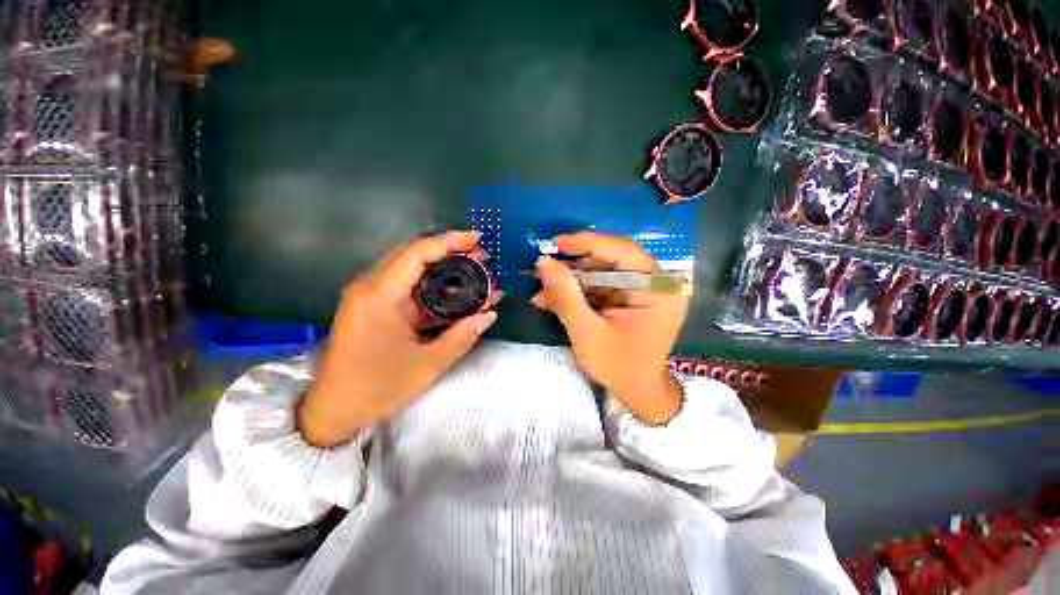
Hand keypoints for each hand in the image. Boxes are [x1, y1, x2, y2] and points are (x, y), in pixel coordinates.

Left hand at [298, 230, 498, 447]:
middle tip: (480, 258)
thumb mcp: (427, 364)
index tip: (478, 238)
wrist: (333, 412)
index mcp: (379, 296)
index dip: (450, 241)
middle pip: (413, 254)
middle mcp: (370, 287)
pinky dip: (431, 286)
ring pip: (410, 269)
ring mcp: (369, 297)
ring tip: (473, 273)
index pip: (417, 253)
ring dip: (442, 268)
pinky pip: (405, 287)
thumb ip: (462, 336)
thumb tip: (490, 315)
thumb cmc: (377, 388)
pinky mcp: (372, 307)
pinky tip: (453, 293)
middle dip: (449, 251)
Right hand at [532, 232, 687, 424]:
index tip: (557, 243)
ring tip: (542, 290)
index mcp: (659, 290)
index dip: (588, 243)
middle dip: (574, 266)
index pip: (623, 251)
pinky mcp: (630, 297)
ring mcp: (644, 289)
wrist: (637, 393)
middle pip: (611, 260)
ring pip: (601, 272)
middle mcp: (656, 283)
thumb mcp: (588, 334)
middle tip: (544, 268)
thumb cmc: (619, 368)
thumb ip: (566, 297)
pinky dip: (577, 291)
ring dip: (571, 281)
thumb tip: (543, 262)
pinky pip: (601, 286)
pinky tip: (553, 299)